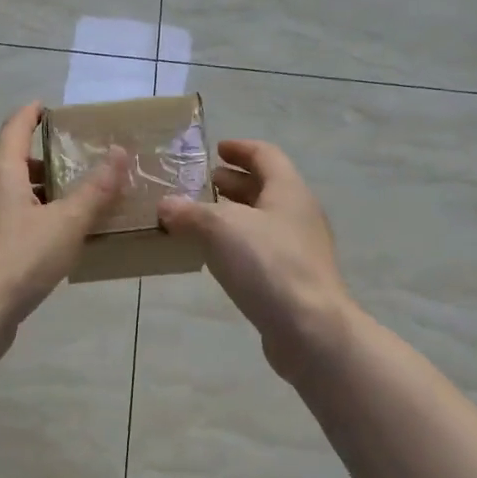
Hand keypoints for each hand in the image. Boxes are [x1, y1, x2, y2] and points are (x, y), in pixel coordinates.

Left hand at [0, 102, 124, 358]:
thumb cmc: (19, 258)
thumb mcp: (67, 222)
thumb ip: (95, 189)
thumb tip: (119, 151)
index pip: (13, 129)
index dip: (29, 115)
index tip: (44, 108)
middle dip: (22, 158)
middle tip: (52, 169)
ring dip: (17, 189)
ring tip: (54, 206)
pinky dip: (13, 217)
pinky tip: (40, 239)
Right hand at [159, 140, 355, 376]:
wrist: (310, 329)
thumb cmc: (268, 264)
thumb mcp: (220, 228)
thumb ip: (190, 212)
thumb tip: (166, 205)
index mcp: (288, 190)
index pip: (265, 155)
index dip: (240, 149)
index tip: (216, 149)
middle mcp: (298, 214)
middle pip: (266, 187)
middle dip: (234, 182)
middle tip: (203, 183)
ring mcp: (300, 249)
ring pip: (263, 220)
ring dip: (234, 214)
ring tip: (201, 218)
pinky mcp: (293, 279)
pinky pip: (261, 249)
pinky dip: (238, 242)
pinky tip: (215, 256)